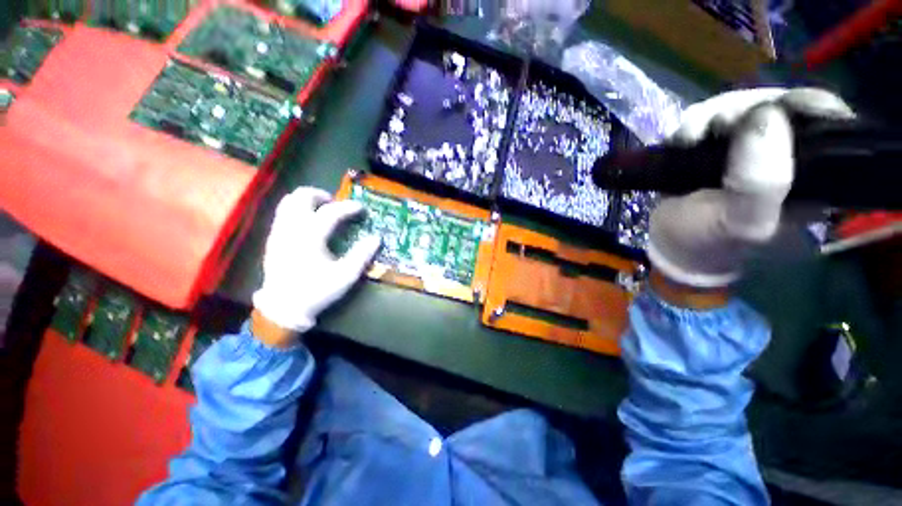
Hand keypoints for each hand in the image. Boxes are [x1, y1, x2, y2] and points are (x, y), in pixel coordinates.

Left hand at [252, 187, 380, 341]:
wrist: (283, 308)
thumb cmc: (316, 291)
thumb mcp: (345, 276)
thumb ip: (362, 255)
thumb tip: (376, 239)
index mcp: (310, 238)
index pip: (330, 212)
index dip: (348, 207)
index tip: (361, 208)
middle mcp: (291, 229)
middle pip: (301, 197)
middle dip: (321, 195)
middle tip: (335, 204)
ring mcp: (279, 232)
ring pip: (288, 202)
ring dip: (307, 200)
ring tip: (322, 209)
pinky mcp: (273, 238)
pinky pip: (283, 213)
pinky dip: (298, 209)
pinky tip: (309, 223)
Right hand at [648, 88, 853, 290]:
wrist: (670, 243)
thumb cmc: (709, 239)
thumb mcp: (741, 220)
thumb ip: (761, 181)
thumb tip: (764, 116)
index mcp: (812, 175)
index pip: (827, 122)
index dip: (806, 104)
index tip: (778, 107)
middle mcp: (784, 153)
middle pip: (779, 105)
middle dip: (747, 109)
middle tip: (720, 126)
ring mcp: (747, 146)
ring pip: (741, 106)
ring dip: (712, 115)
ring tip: (689, 139)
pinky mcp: (715, 145)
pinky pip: (709, 116)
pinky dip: (692, 122)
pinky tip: (682, 140)